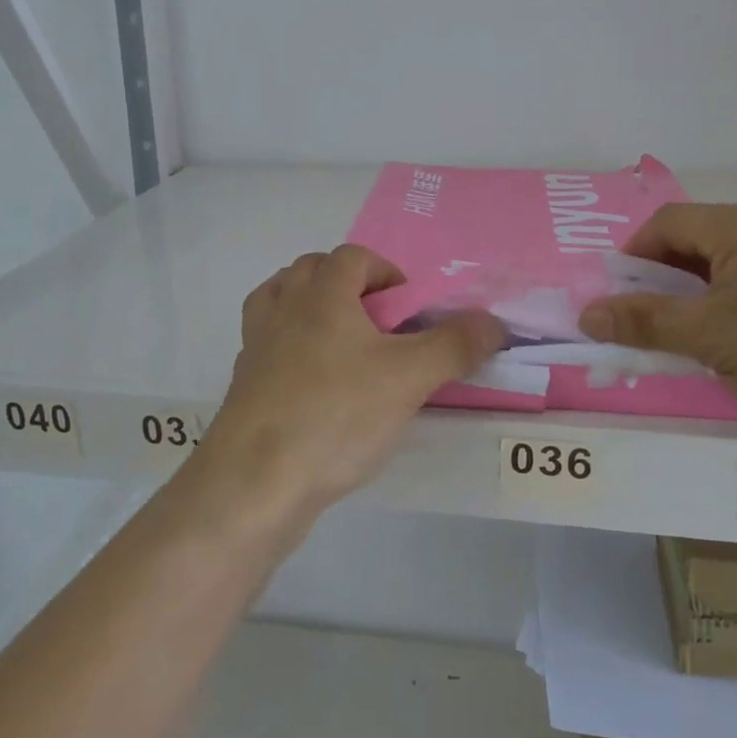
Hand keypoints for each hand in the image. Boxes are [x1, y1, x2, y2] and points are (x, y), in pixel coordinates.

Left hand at [200, 245, 504, 518]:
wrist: (255, 481)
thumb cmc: (336, 415)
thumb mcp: (409, 378)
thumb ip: (455, 345)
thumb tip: (493, 321)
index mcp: (322, 294)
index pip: (353, 257)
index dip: (386, 272)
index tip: (408, 309)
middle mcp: (283, 308)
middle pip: (311, 270)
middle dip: (347, 285)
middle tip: (378, 323)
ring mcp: (256, 345)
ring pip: (279, 301)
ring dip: (310, 308)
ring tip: (342, 343)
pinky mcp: (243, 383)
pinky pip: (266, 344)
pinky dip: (287, 346)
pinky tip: (312, 382)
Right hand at [580, 204, 736, 440]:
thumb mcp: (712, 341)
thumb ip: (645, 322)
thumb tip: (587, 314)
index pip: (670, 222)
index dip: (636, 257)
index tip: (625, 299)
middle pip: (709, 237)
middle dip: (675, 277)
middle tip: (667, 323)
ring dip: (716, 289)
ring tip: (717, 337)